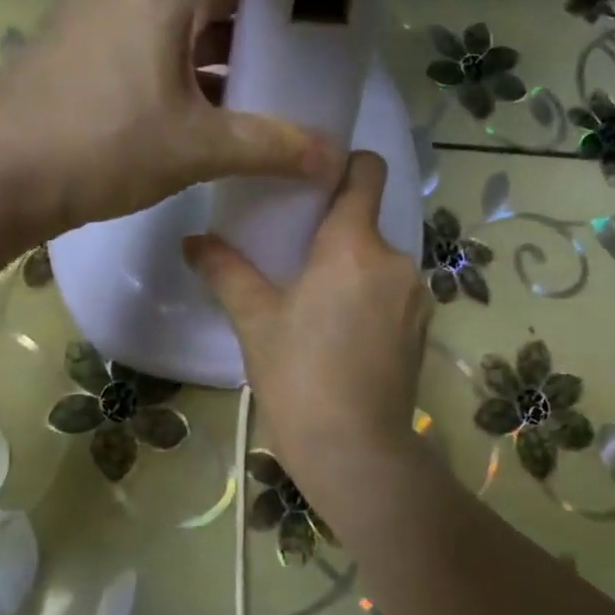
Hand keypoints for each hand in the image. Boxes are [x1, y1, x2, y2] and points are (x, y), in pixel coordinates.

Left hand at [0, 0, 337, 241]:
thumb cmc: (108, 147)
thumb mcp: (199, 148)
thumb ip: (270, 147)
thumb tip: (333, 158)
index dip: (274, 8)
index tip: (303, 44)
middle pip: (200, 4)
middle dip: (240, 44)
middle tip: (276, 85)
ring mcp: (84, 17)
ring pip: (164, 29)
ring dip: (201, 63)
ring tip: (238, 108)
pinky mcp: (63, 49)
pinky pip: (130, 48)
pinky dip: (162, 73)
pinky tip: (179, 117)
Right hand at [186, 152, 428, 491]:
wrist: (354, 450)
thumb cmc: (298, 375)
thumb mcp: (255, 320)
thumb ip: (225, 271)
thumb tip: (191, 241)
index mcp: (355, 244)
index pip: (368, 170)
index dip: (344, 164)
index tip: (312, 180)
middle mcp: (396, 260)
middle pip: (368, 221)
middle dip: (335, 231)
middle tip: (295, 255)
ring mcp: (416, 297)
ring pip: (380, 262)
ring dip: (354, 269)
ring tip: (317, 302)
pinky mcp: (423, 330)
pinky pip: (394, 294)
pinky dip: (371, 299)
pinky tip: (343, 335)